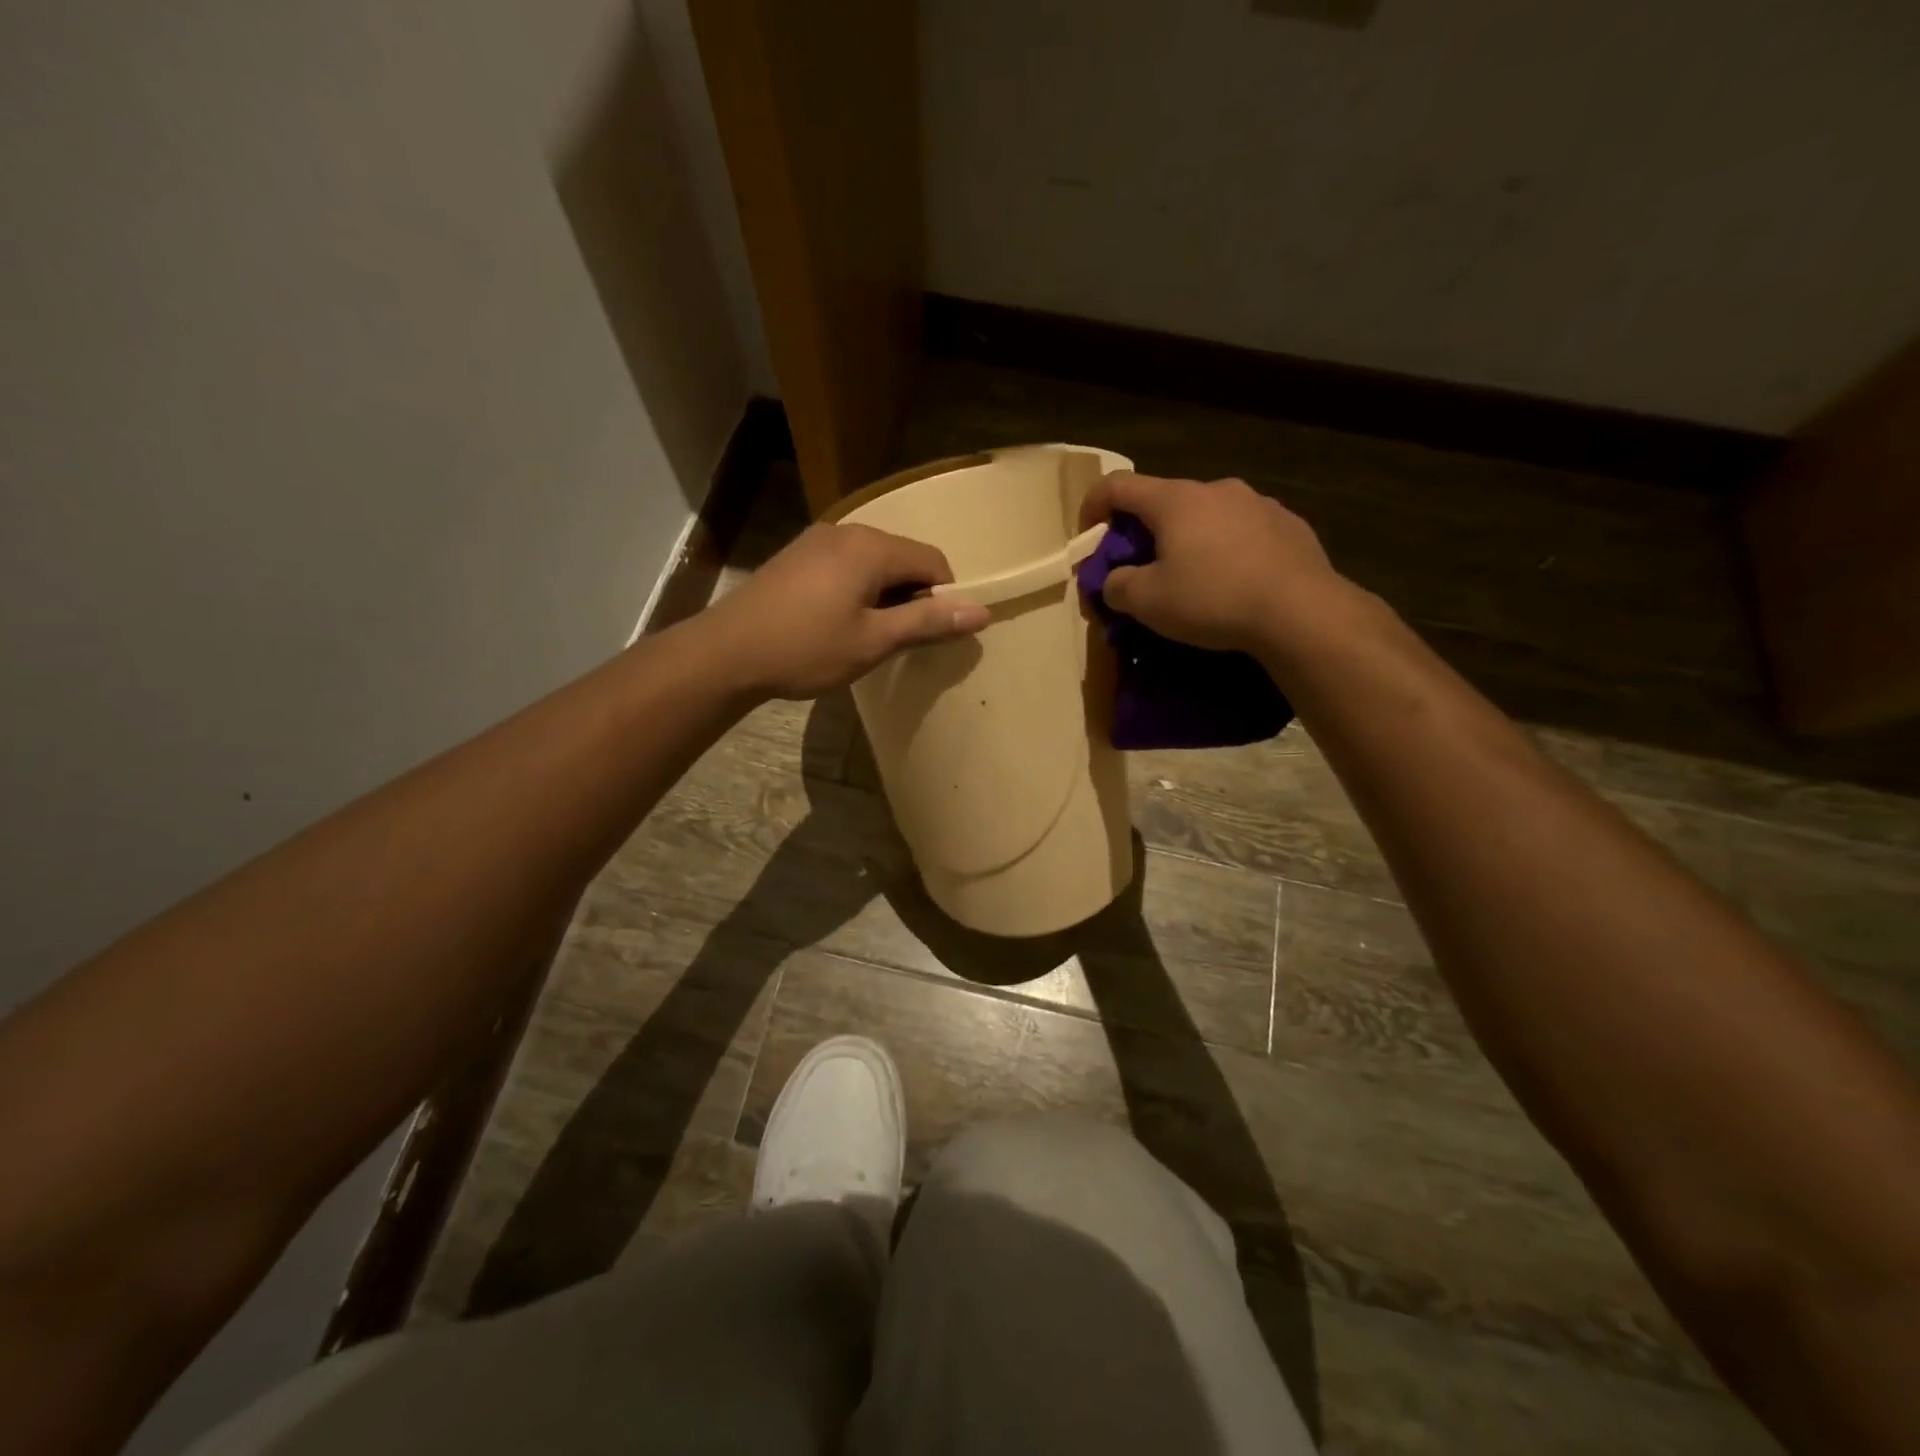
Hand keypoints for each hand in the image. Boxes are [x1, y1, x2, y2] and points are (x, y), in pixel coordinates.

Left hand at [700, 523, 990, 699]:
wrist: (727, 652)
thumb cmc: (807, 648)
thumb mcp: (874, 640)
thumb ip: (928, 622)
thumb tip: (983, 611)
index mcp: (872, 547)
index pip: (933, 561)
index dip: (942, 598)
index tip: (927, 635)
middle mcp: (847, 530)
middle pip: (903, 558)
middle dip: (912, 595)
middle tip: (897, 640)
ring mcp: (817, 539)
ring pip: (874, 562)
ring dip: (883, 595)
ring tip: (866, 635)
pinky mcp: (797, 555)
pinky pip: (846, 565)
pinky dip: (857, 590)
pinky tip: (837, 622)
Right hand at [1079, 471, 1354, 655]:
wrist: (1300, 611)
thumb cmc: (1212, 599)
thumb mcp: (1147, 602)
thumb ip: (1117, 586)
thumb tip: (1116, 581)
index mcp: (1175, 500)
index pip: (1118, 485)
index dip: (1093, 505)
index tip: (1087, 535)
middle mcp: (1216, 489)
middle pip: (1165, 502)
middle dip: (1144, 532)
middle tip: (1141, 569)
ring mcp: (1258, 503)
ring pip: (1207, 516)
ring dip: (1189, 540)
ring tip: (1192, 580)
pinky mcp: (1289, 525)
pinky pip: (1243, 532)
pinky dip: (1226, 551)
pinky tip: (1233, 584)